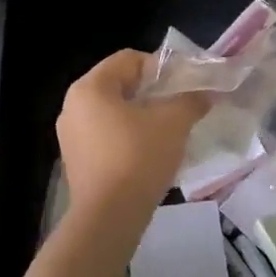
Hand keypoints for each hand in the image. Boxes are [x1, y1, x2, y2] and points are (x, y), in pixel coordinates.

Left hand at [57, 49, 209, 216]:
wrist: (109, 217)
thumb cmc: (138, 157)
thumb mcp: (173, 123)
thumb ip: (190, 101)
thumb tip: (205, 94)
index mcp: (89, 88)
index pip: (128, 59)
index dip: (160, 67)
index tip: (184, 84)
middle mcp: (72, 106)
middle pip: (119, 85)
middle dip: (152, 92)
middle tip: (179, 105)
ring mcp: (70, 136)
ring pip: (112, 113)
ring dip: (141, 116)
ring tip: (169, 131)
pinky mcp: (76, 161)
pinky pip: (105, 137)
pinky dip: (128, 138)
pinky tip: (150, 154)